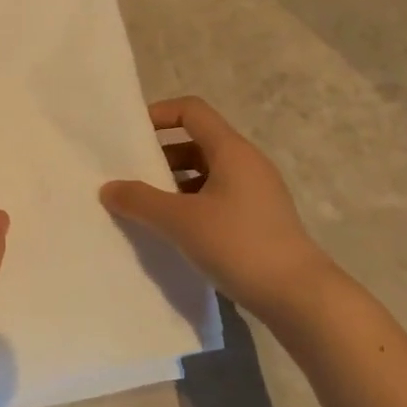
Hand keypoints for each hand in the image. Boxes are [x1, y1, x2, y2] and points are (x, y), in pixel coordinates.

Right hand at [99, 95, 331, 318]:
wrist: (298, 295)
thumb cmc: (239, 245)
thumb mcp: (181, 221)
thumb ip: (140, 201)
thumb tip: (108, 188)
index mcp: (232, 151)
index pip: (192, 111)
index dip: (159, 114)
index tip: (130, 135)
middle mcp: (246, 163)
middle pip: (197, 142)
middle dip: (160, 155)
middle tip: (129, 176)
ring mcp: (255, 192)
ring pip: (205, 173)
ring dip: (173, 183)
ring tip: (144, 206)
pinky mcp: (257, 219)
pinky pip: (216, 197)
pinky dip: (190, 204)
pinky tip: (172, 230)